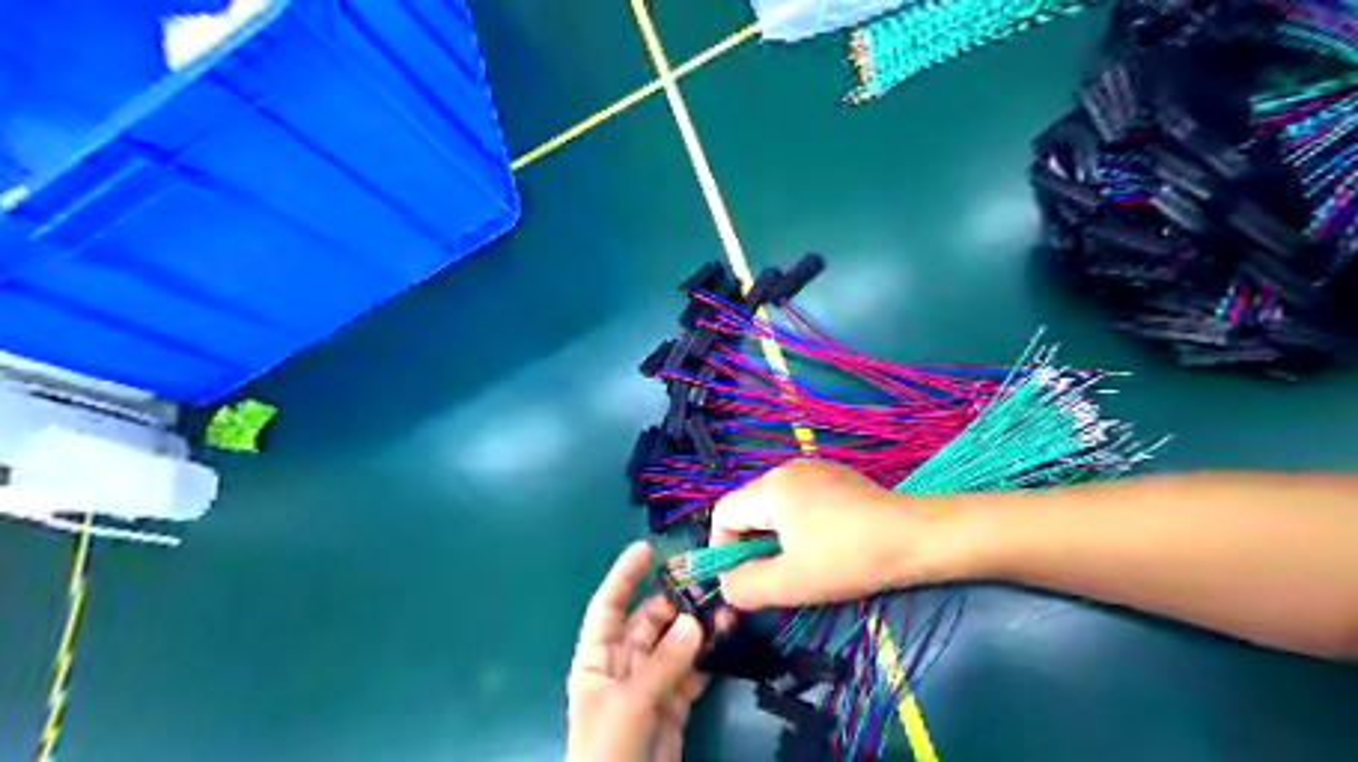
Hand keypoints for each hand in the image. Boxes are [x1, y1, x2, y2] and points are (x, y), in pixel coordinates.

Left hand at [566, 541, 706, 761]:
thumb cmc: (607, 750)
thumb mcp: (628, 704)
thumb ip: (662, 664)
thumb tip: (696, 622)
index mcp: (597, 660)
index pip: (607, 608)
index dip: (623, 577)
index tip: (646, 548)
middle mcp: (623, 667)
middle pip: (648, 623)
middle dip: (674, 601)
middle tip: (706, 582)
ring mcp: (650, 686)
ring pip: (675, 645)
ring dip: (697, 627)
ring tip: (724, 606)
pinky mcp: (674, 706)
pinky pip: (692, 672)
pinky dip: (708, 656)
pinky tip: (725, 637)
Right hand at [712, 458, 953, 606]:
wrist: (915, 537)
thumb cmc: (849, 558)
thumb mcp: (791, 582)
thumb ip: (746, 586)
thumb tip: (726, 586)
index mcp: (771, 487)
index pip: (723, 513)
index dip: (723, 548)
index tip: (741, 579)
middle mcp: (787, 469)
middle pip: (748, 507)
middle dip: (751, 544)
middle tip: (771, 576)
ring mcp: (814, 469)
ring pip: (774, 505)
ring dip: (775, 536)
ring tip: (799, 564)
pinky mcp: (836, 477)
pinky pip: (798, 500)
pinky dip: (797, 525)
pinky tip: (823, 546)